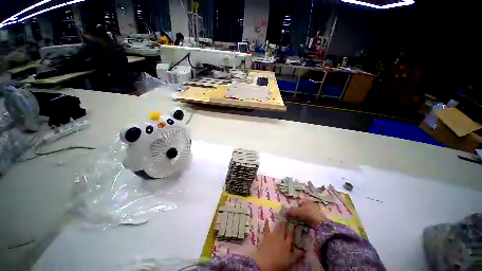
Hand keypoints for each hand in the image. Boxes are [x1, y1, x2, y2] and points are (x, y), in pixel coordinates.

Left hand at [250, 220, 304, 270]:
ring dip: (279, 224)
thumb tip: (304, 251)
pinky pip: (266, 228)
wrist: (265, 262)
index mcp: (287, 244)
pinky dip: (266, 223)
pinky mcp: (265, 236)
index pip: (290, 235)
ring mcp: (272, 236)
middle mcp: (280, 238)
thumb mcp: (290, 262)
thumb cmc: (278, 263)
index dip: (292, 229)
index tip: (293, 223)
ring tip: (281, 219)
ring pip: (277, 228)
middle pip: (283, 230)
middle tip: (286, 219)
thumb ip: (297, 256)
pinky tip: (266, 219)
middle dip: (285, 224)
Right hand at [286, 200, 326, 227]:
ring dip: (303, 218)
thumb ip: (290, 211)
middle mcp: (311, 204)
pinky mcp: (318, 218)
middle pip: (302, 209)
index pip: (298, 203)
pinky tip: (306, 224)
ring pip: (306, 214)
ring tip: (300, 222)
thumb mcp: (297, 212)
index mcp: (306, 200)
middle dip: (298, 213)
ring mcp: (315, 211)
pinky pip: (310, 218)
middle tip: (295, 218)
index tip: (292, 214)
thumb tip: (284, 212)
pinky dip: (307, 221)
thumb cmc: (308, 214)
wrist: (320, 224)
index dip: (294, 209)